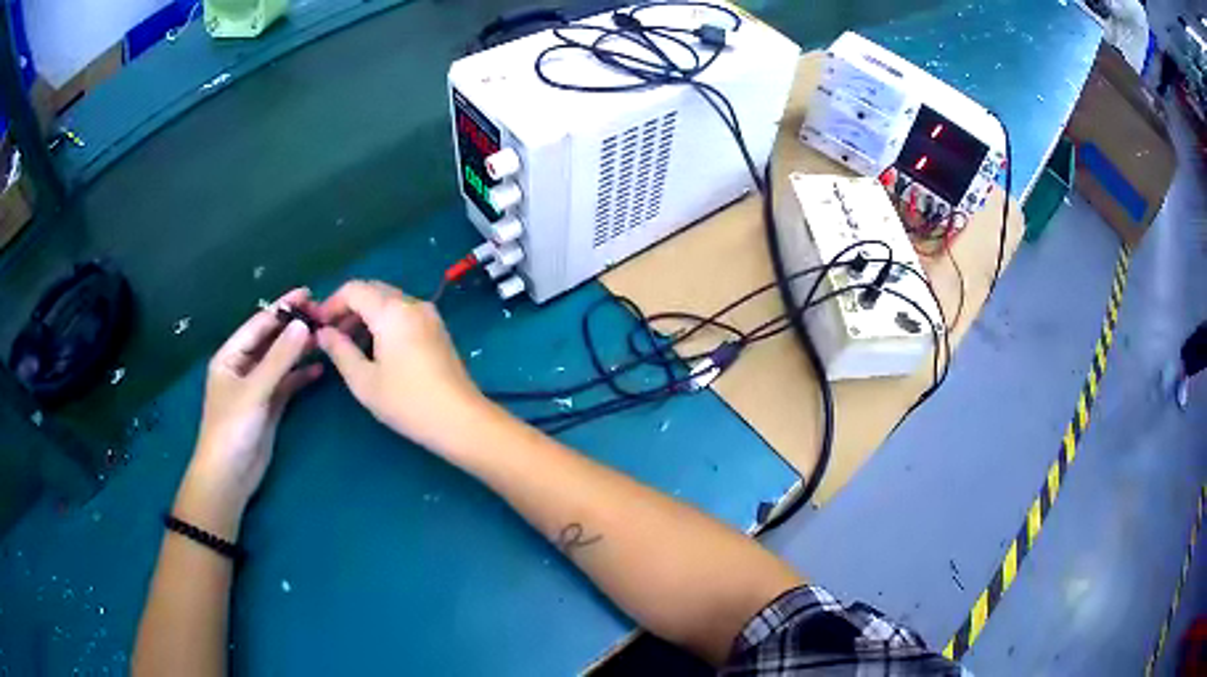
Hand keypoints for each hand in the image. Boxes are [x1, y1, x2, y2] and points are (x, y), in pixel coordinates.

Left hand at [177, 288, 322, 539]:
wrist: (230, 476)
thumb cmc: (232, 428)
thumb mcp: (254, 391)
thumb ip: (279, 359)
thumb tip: (303, 325)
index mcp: (230, 356)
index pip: (259, 324)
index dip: (282, 308)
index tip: (308, 293)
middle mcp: (243, 367)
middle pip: (271, 341)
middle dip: (293, 327)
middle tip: (322, 314)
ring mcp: (256, 388)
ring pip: (281, 362)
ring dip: (299, 351)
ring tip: (325, 338)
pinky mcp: (269, 407)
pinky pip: (287, 384)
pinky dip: (301, 376)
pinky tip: (320, 370)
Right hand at [315, 281, 487, 452]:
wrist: (461, 420)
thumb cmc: (407, 402)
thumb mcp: (364, 380)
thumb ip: (340, 351)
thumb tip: (322, 333)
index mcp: (392, 310)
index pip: (354, 289)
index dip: (331, 303)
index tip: (318, 326)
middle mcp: (412, 303)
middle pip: (373, 291)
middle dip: (348, 308)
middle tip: (331, 335)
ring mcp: (429, 315)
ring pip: (389, 301)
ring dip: (366, 315)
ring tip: (349, 346)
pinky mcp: (438, 329)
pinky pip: (404, 313)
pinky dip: (384, 322)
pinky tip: (375, 349)